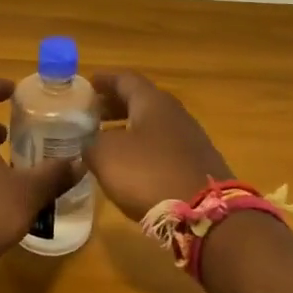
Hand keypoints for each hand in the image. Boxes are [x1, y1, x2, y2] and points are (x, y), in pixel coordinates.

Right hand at [85, 72, 231, 220]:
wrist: (204, 213)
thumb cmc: (148, 174)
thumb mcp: (105, 156)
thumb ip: (91, 144)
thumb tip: (89, 144)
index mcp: (152, 102)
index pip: (126, 79)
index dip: (105, 80)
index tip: (88, 83)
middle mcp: (174, 113)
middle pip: (141, 101)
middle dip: (115, 105)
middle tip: (92, 114)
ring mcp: (190, 139)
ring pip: (153, 125)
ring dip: (128, 128)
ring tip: (106, 140)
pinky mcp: (196, 164)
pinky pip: (163, 147)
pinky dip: (143, 149)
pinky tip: (131, 165)